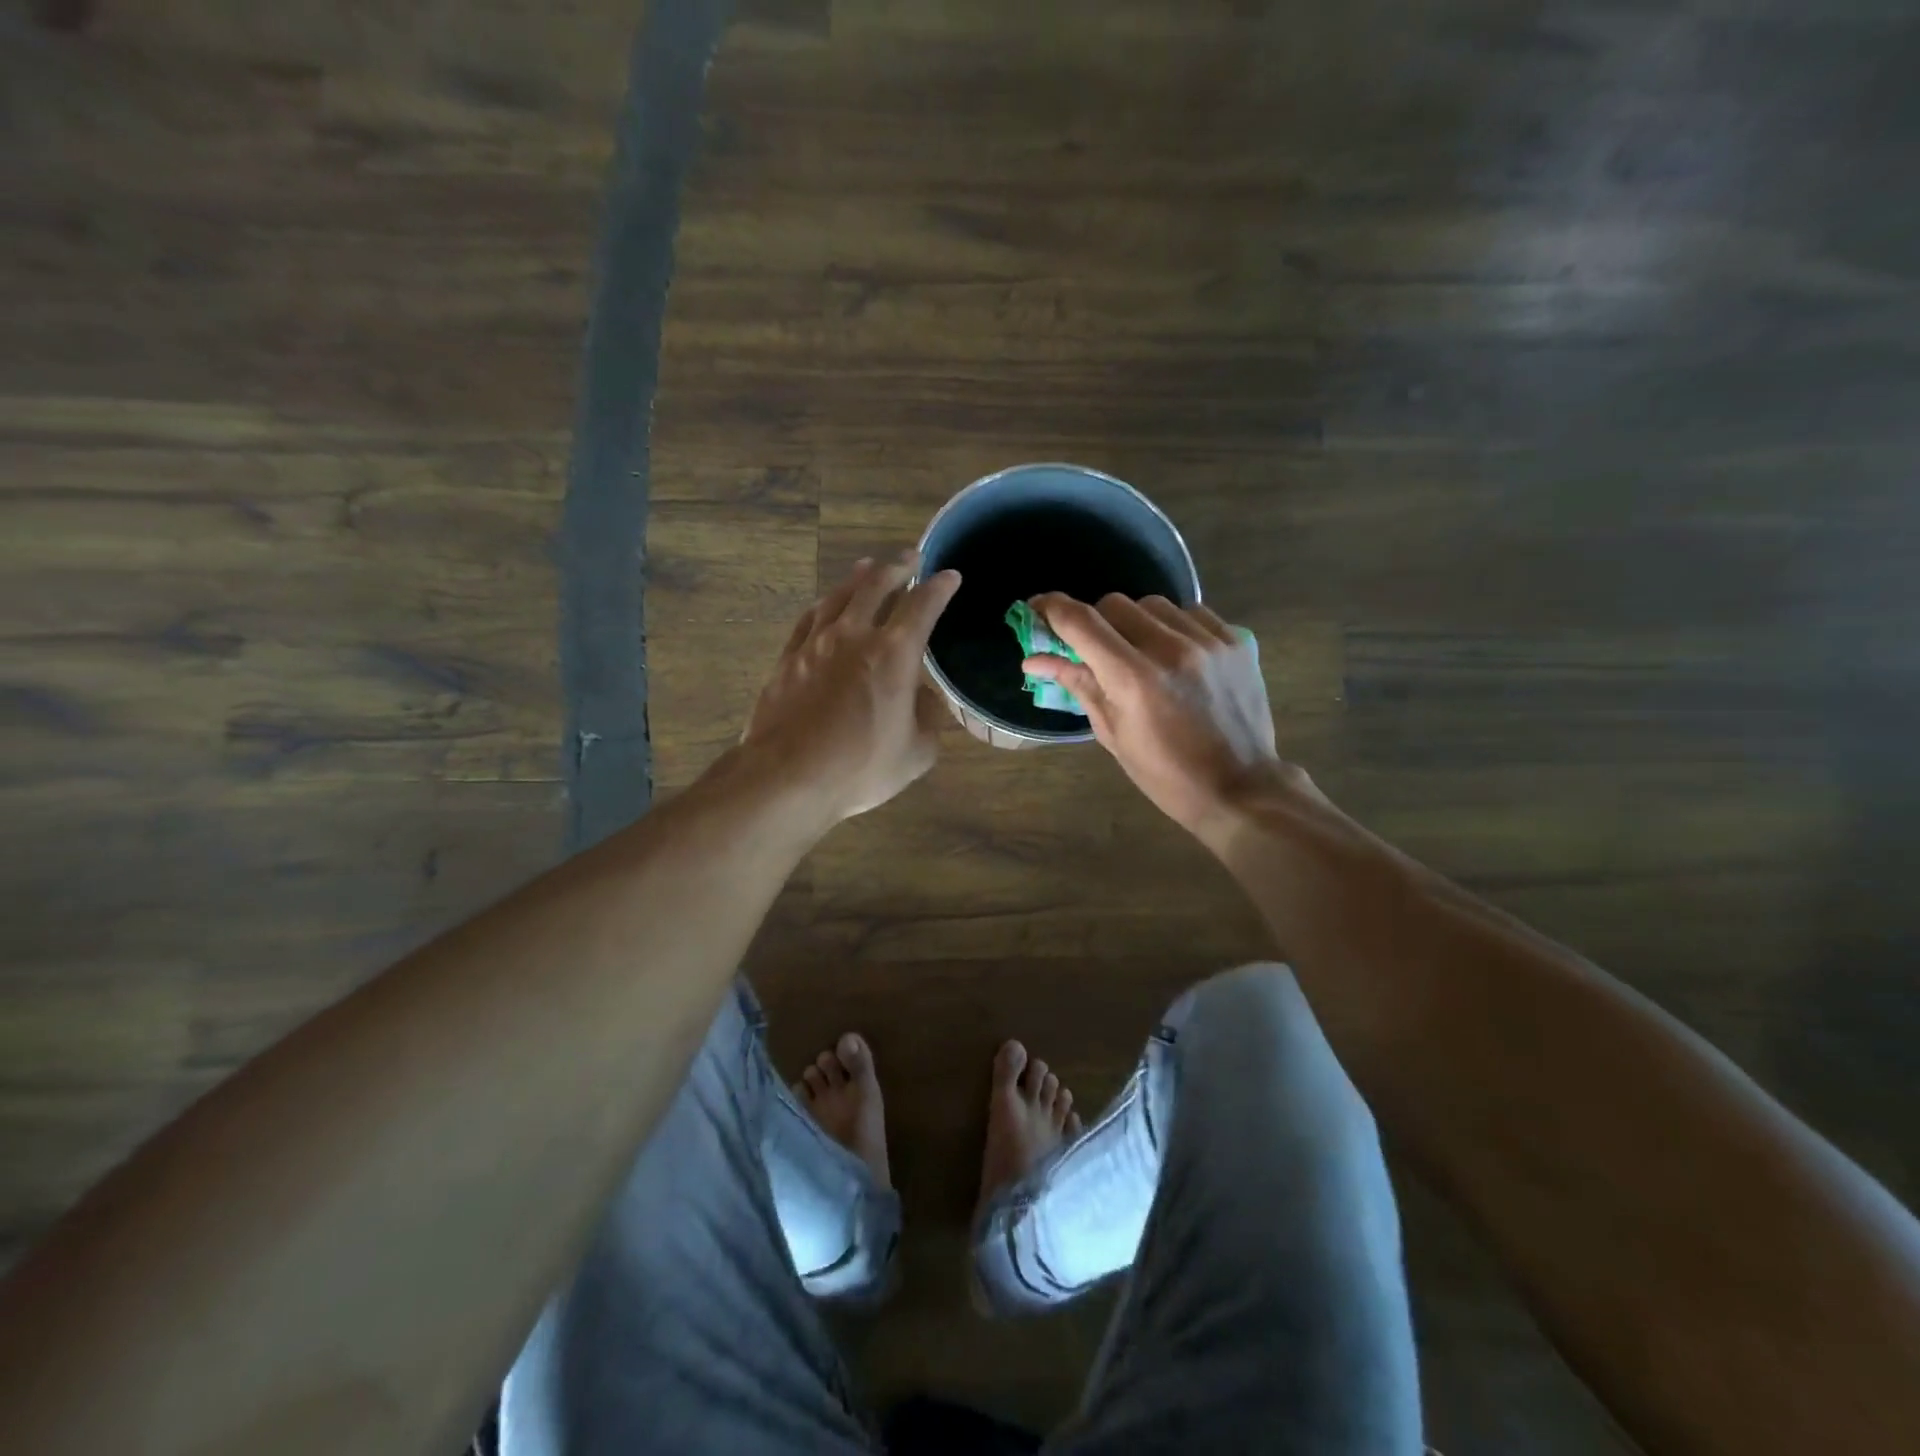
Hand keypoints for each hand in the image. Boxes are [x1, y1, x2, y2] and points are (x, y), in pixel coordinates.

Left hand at [740, 551, 961, 823]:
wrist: (788, 777)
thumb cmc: (861, 767)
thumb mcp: (917, 752)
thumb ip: (928, 719)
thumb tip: (926, 698)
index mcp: (894, 653)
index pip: (923, 605)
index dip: (940, 587)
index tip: (950, 576)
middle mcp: (855, 635)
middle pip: (876, 585)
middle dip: (898, 567)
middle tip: (909, 558)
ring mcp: (815, 643)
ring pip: (839, 595)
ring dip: (859, 577)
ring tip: (868, 566)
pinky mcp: (788, 658)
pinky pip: (809, 618)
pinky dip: (824, 604)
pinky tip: (826, 604)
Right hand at [1025, 592, 1304, 838]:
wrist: (1239, 788)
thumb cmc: (1165, 774)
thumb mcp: (1112, 733)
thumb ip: (1078, 685)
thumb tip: (1034, 660)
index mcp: (1133, 679)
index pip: (1081, 622)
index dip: (1052, 608)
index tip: (1037, 608)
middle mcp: (1169, 649)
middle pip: (1115, 604)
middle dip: (1096, 621)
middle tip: (1096, 649)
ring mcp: (1207, 642)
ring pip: (1153, 604)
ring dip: (1135, 621)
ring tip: (1140, 652)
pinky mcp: (1236, 642)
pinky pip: (1192, 612)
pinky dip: (1173, 626)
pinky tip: (1175, 653)